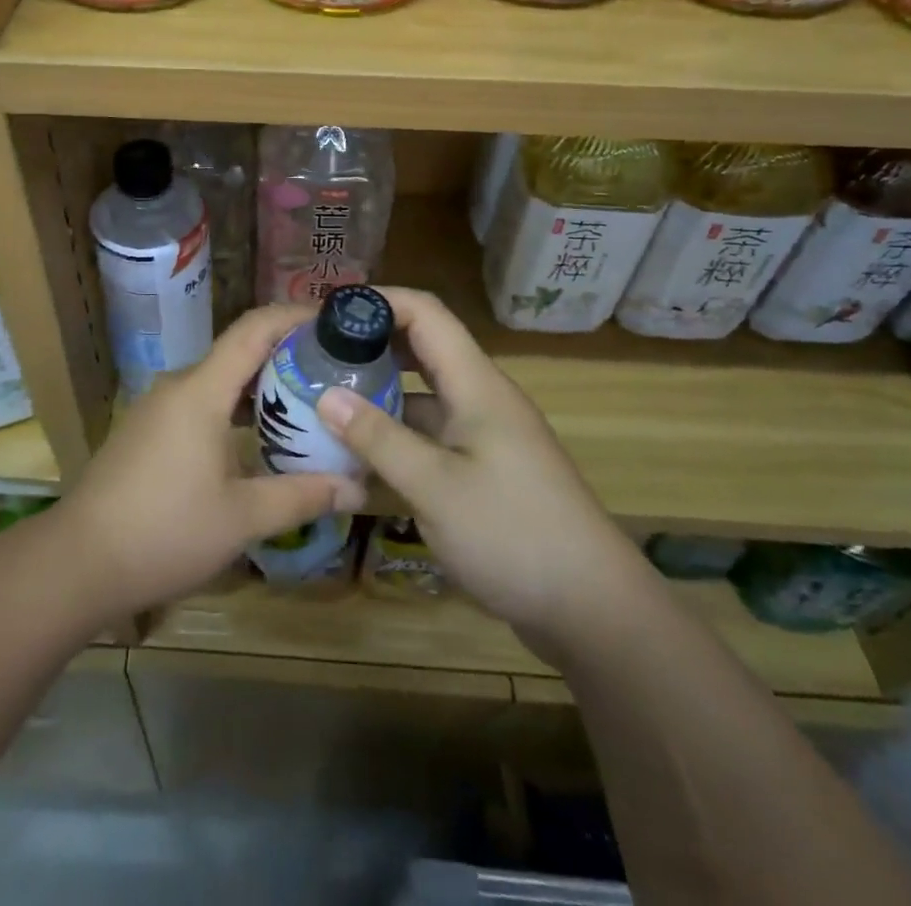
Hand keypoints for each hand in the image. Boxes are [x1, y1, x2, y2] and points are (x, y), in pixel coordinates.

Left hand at [55, 306, 367, 619]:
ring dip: (259, 387)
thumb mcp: (242, 519)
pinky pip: (199, 403)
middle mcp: (178, 387)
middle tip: (333, 372)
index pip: (253, 330)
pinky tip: (255, 440)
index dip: (294, 316)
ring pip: (218, 381)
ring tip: (304, 406)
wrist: (77, 563)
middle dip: (285, 356)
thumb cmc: (164, 532)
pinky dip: (233, 409)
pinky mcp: (145, 431)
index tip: (333, 320)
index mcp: (201, 391)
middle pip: (238, 352)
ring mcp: (156, 408)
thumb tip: (357, 489)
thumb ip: (301, 496)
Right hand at [315, 288, 638, 635]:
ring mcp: (484, 434)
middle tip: (317, 354)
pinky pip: (431, 432)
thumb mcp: (435, 487)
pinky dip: (395, 431)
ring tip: (325, 397)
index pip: (426, 313)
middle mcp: (481, 397)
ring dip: (379, 390)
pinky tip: (360, 451)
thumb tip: (325, 395)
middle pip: (423, 347)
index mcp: (477, 384)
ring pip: (424, 394)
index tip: (327, 312)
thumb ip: (379, 438)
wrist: (593, 609)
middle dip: (371, 343)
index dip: (379, 301)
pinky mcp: (483, 468)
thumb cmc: (514, 535)